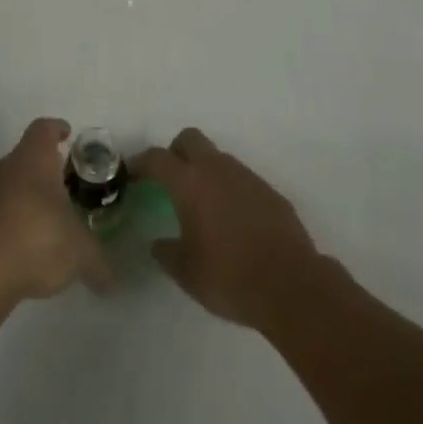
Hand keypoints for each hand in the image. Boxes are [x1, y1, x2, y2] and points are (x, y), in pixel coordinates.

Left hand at [0, 118, 111, 304]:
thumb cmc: (37, 239)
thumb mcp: (80, 252)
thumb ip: (98, 262)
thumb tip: (111, 281)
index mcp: (34, 159)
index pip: (44, 129)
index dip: (56, 129)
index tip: (67, 134)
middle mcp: (6, 167)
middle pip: (25, 156)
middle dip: (44, 169)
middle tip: (64, 185)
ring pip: (9, 185)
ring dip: (25, 198)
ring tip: (46, 222)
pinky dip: (10, 224)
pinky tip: (24, 250)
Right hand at [133, 127, 324, 332]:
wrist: (290, 284)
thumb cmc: (228, 276)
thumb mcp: (187, 272)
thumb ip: (167, 253)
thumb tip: (158, 244)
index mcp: (189, 183)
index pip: (157, 158)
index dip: (141, 163)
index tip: (132, 175)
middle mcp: (216, 169)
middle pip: (189, 139)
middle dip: (175, 152)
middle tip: (169, 179)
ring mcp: (246, 176)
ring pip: (217, 157)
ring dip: (205, 171)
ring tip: (202, 205)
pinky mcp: (268, 190)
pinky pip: (241, 179)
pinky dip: (230, 190)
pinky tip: (232, 220)